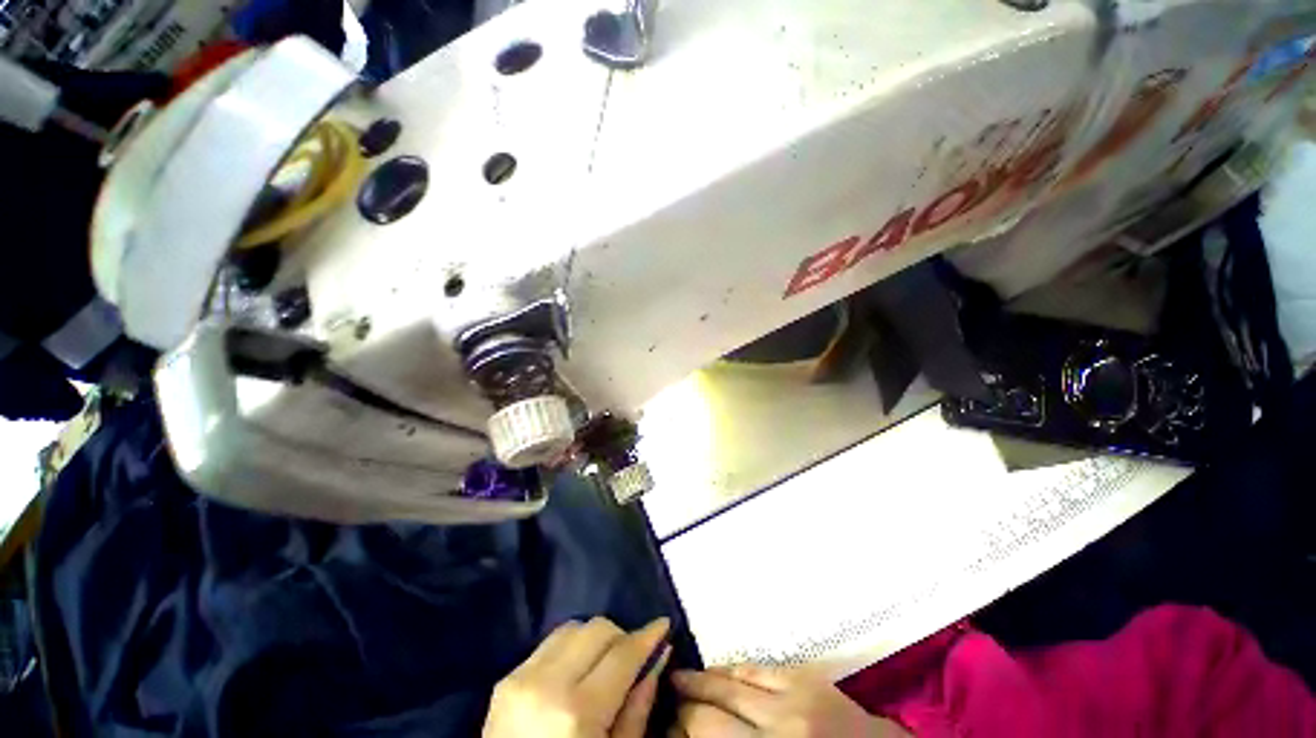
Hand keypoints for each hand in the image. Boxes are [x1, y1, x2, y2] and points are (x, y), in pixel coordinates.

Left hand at [484, 617, 672, 737]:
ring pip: (573, 628)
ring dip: (594, 639)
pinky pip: (550, 643)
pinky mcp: (506, 679)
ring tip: (601, 666)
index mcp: (577, 712)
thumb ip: (638, 709)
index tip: (664, 625)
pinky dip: (571, 648)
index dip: (647, 635)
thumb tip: (658, 655)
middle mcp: (547, 683)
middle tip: (630, 660)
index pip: (622, 653)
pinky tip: (575, 674)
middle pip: (597, 628)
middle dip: (620, 637)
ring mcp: (521, 677)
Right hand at [670, 665, 908, 737]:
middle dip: (684, 705)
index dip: (678, 730)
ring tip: (681, 677)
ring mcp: (792, 700)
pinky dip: (733, 667)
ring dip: (703, 680)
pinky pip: (758, 667)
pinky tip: (717, 668)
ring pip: (731, 683)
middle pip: (711, 711)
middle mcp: (776, 731)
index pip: (705, 735)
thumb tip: (690, 737)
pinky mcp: (807, 679)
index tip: (665, 727)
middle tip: (666, 698)